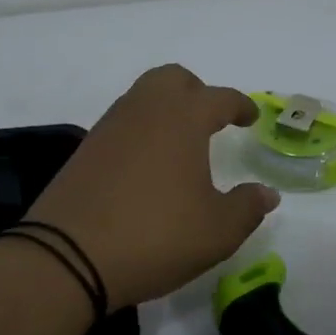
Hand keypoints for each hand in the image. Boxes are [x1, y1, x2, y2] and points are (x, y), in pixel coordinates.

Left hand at [27, 65, 279, 309]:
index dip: (240, 105)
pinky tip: (147, 165)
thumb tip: (266, 193)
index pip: (219, 98)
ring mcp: (110, 126)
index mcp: (183, 118)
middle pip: (173, 79)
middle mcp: (145, 110)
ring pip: (143, 97)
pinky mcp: (86, 149)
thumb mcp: (217, 231)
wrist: (68, 256)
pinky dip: (141, 130)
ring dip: (166, 109)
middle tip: (211, 121)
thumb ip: (247, 207)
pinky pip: (122, 122)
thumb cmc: (155, 235)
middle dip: (197, 92)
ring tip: (180, 144)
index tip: (251, 117)